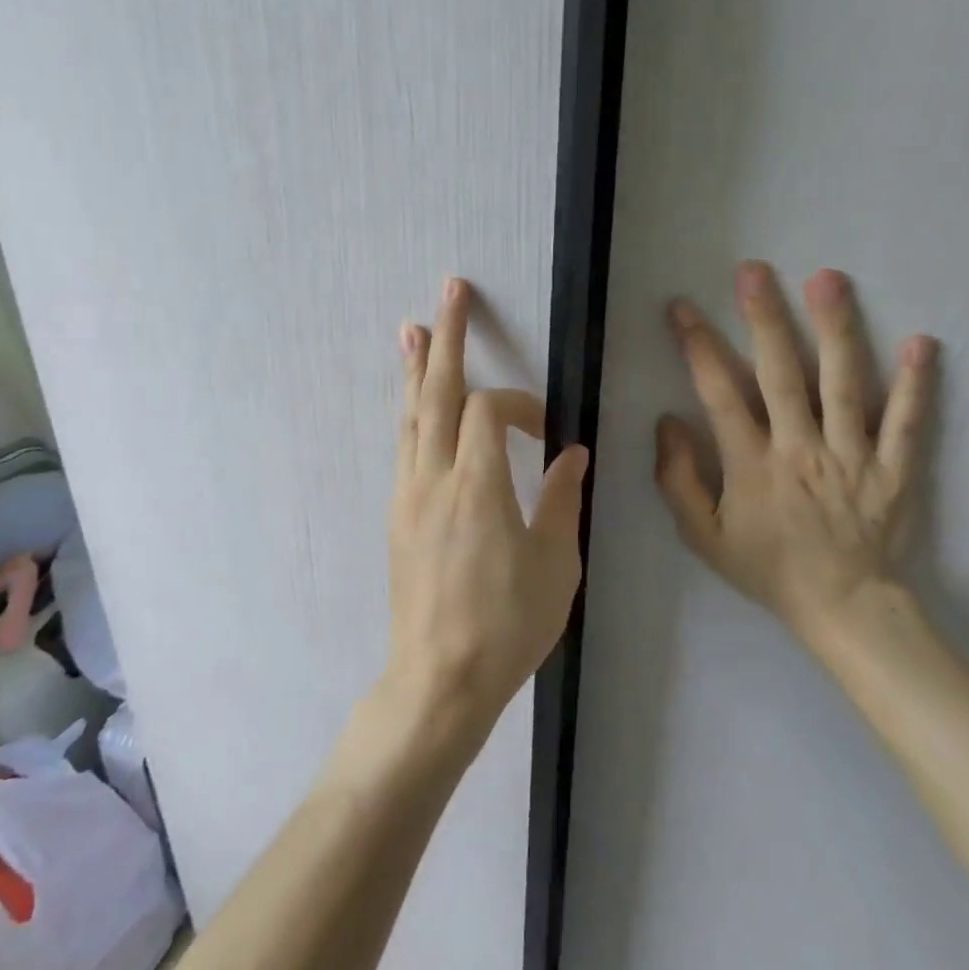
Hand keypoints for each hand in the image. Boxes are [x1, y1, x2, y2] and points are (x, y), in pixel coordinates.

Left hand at [386, 278, 588, 741]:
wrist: (439, 678)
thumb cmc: (507, 626)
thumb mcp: (555, 566)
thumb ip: (562, 499)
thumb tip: (571, 453)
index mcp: (476, 486)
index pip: (487, 410)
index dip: (519, 404)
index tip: (547, 433)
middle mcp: (433, 478)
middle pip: (435, 392)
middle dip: (447, 338)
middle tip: (449, 291)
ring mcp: (408, 494)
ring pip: (410, 415)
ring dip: (416, 369)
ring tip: (414, 329)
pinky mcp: (397, 514)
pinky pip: (404, 445)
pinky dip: (411, 412)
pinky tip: (414, 402)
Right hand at [655, 263, 936, 649]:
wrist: (843, 609)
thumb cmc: (767, 569)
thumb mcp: (703, 536)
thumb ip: (678, 479)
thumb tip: (669, 420)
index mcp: (751, 466)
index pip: (720, 394)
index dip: (698, 346)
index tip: (682, 307)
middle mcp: (801, 451)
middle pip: (780, 374)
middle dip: (763, 318)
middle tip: (753, 270)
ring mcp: (854, 457)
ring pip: (844, 385)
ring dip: (835, 330)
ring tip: (827, 279)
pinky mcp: (896, 470)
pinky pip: (908, 423)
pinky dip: (916, 384)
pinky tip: (921, 343)